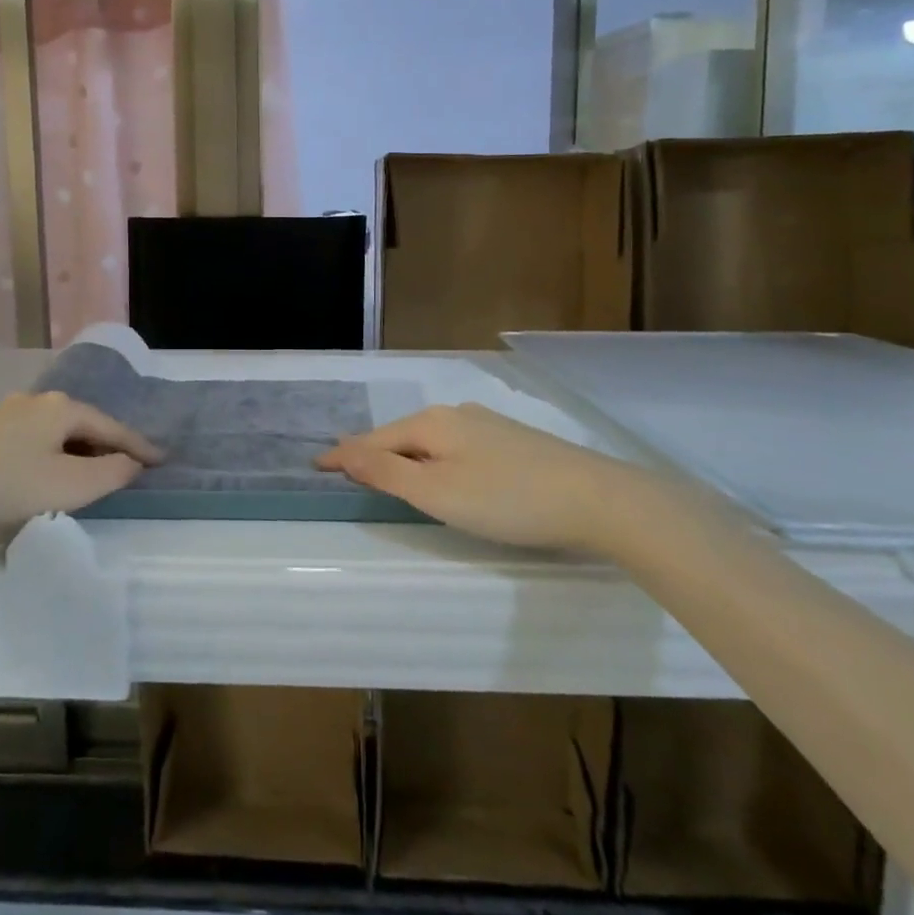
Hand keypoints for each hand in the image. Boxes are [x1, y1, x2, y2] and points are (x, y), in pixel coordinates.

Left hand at [0, 392, 161, 529]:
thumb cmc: (4, 484)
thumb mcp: (67, 486)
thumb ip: (109, 474)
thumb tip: (132, 463)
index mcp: (62, 409)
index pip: (112, 427)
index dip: (138, 446)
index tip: (162, 459)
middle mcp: (36, 400)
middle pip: (83, 423)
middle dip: (106, 444)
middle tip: (126, 467)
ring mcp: (5, 411)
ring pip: (54, 429)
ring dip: (76, 449)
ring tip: (86, 471)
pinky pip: (30, 437)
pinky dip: (49, 451)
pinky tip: (41, 469)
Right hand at [317, 403, 662, 553]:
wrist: (598, 499)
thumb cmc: (508, 500)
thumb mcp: (437, 492)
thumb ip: (387, 472)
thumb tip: (343, 452)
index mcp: (432, 423)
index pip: (374, 439)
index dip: (344, 455)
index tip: (316, 464)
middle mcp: (455, 414)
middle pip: (400, 435)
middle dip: (371, 451)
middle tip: (344, 468)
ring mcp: (486, 424)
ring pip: (429, 440)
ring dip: (402, 454)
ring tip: (383, 469)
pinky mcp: (511, 440)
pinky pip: (453, 445)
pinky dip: (431, 457)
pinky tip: (439, 468)